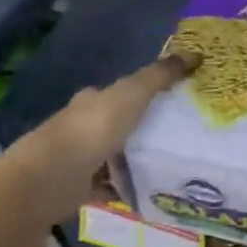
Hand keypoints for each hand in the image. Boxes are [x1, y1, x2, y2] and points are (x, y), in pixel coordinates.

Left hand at [3, 55, 194, 220]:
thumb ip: (160, 76)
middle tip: (178, 137)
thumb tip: (195, 54)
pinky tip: (150, 192)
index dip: (141, 95)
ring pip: (114, 156)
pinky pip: (111, 186)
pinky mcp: (80, 187)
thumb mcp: (133, 94)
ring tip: (171, 166)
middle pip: (117, 125)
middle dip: (142, 130)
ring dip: (135, 160)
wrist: (52, 177)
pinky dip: (127, 188)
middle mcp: (82, 127)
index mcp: (91, 102)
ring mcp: (79, 159)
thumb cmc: (93, 129)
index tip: (171, 103)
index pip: (117, 94)